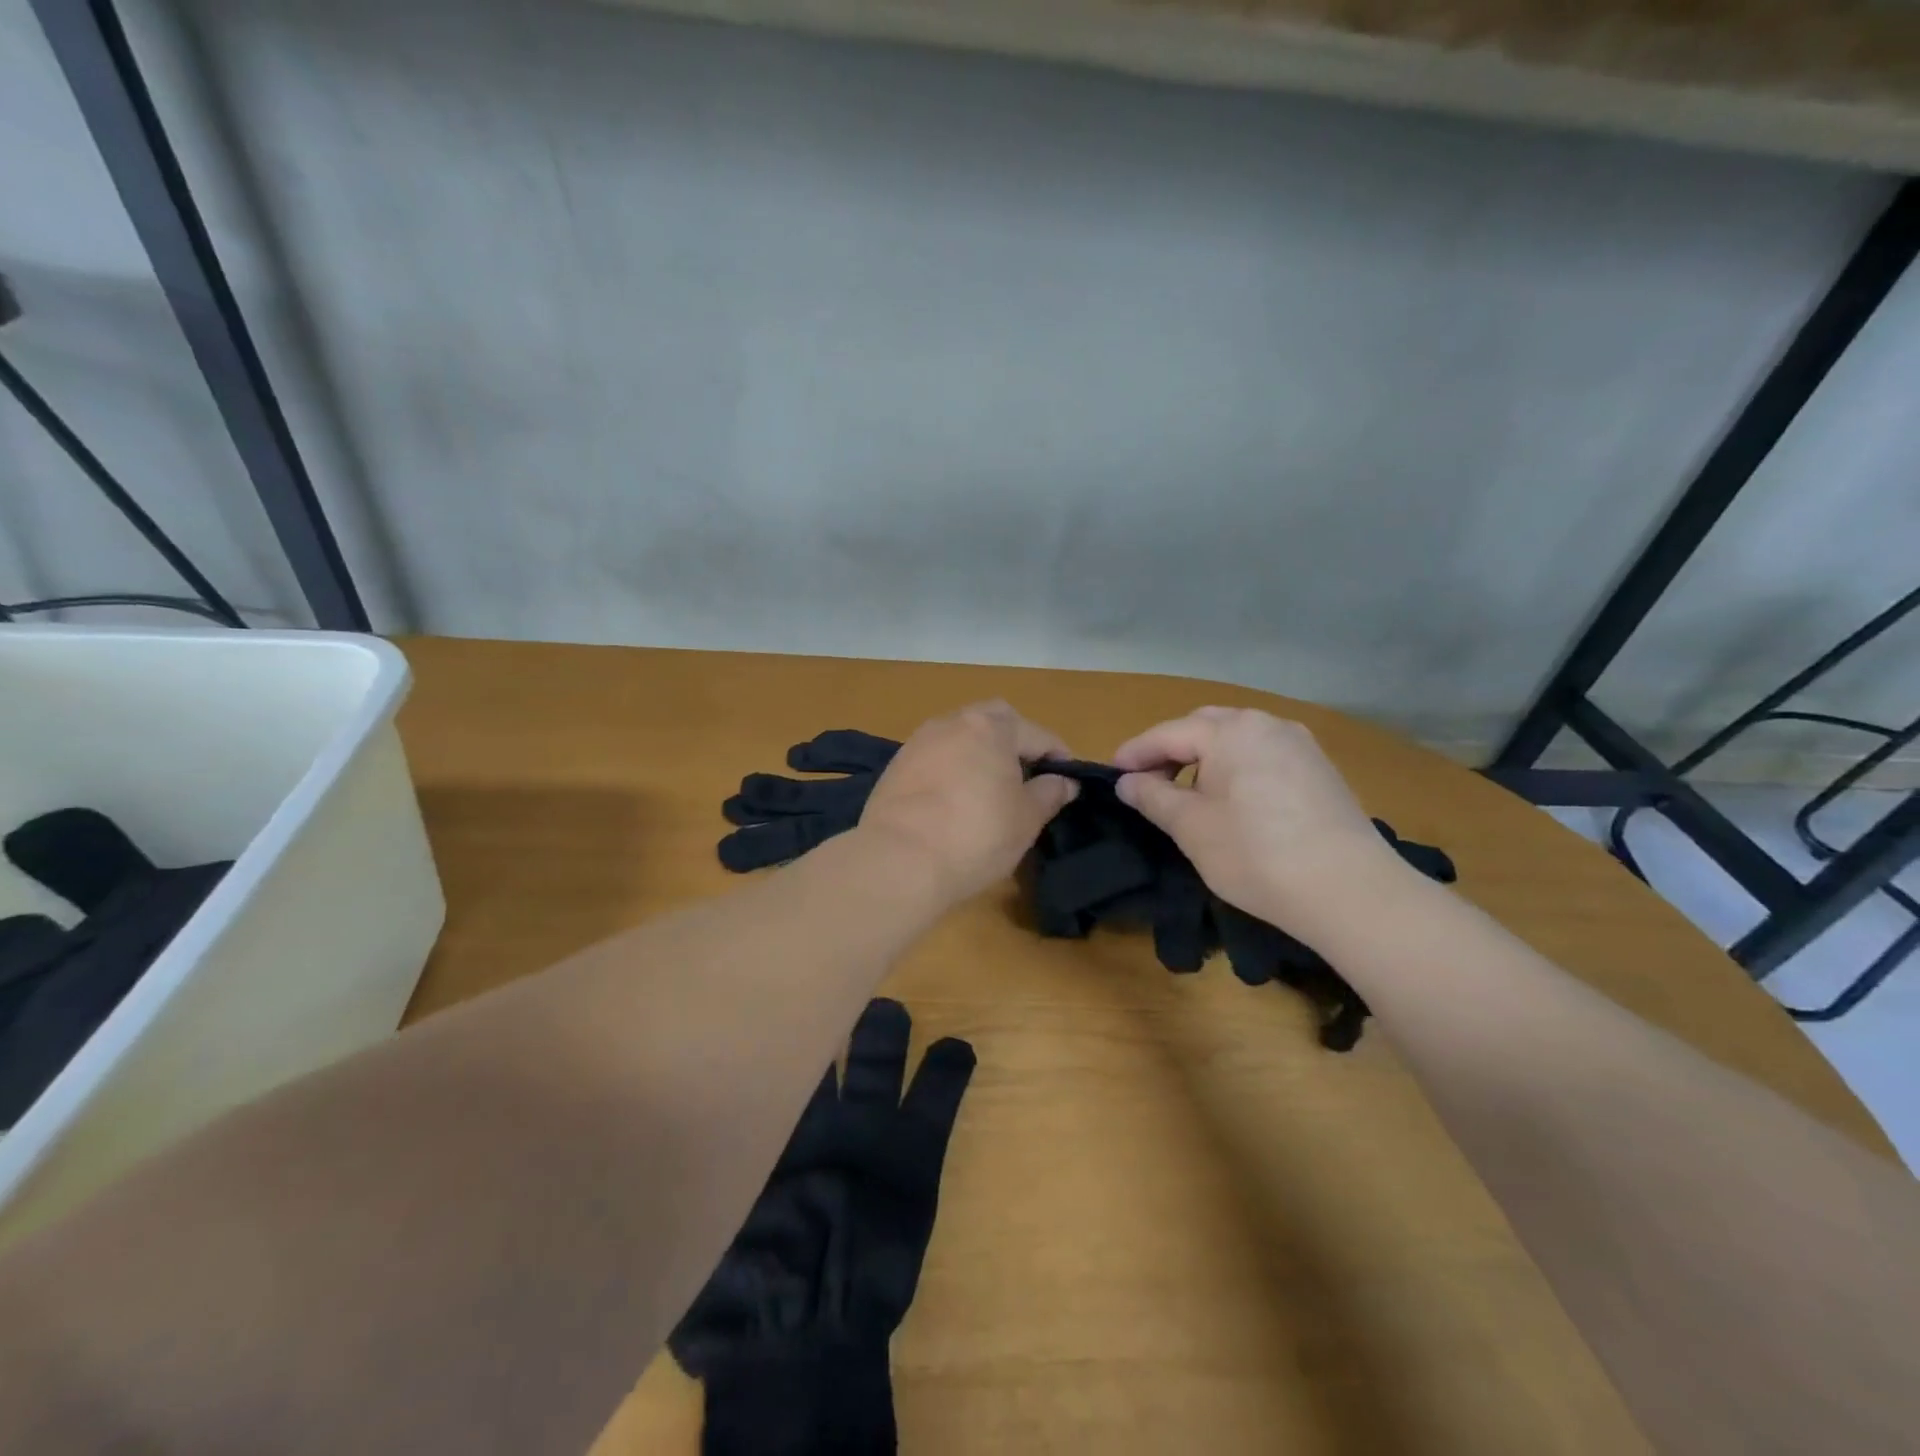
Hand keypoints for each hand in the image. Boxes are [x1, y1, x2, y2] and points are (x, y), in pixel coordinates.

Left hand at [859, 702, 1078, 903]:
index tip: (1067, 781)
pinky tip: (955, 799)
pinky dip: (952, 769)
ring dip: (979, 753)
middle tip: (1026, 776)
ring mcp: (919, 741)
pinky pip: (936, 757)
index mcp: (991, 727)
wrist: (898, 860)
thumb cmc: (976, 836)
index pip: (1037, 733)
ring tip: (990, 789)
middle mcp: (953, 722)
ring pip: (960, 736)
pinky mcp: (896, 766)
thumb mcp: (1026, 819)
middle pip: (993, 720)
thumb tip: (1064, 781)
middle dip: (1014, 741)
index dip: (1058, 755)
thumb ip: (1049, 794)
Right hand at [1113, 707, 1408, 936]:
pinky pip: (1264, 756)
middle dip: (1171, 750)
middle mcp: (1267, 724)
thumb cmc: (1255, 854)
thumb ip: (1153, 796)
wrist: (1350, 891)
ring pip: (1237, 740)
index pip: (1168, 733)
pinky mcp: (1320, 770)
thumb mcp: (1191, 827)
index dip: (1134, 753)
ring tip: (1188, 794)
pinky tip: (1233, 802)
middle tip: (1148, 783)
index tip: (1111, 775)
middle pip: (1204, 726)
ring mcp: (1300, 745)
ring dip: (1205, 759)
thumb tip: (1127, 782)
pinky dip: (1236, 769)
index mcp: (1231, 730)